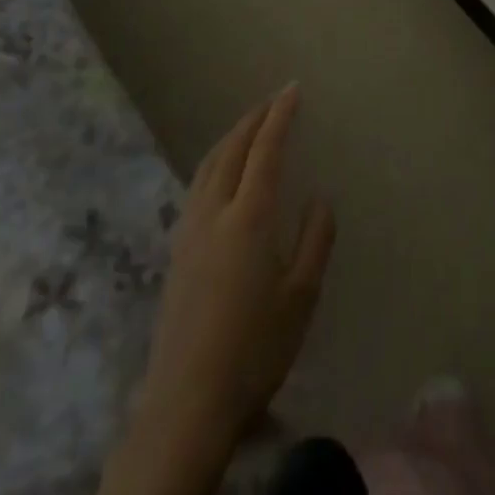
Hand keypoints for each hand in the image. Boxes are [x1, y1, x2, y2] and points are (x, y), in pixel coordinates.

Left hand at [137, 84, 336, 451]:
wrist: (186, 404)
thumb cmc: (254, 349)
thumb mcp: (301, 296)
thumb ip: (315, 240)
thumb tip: (319, 199)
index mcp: (249, 217)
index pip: (265, 149)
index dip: (279, 116)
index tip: (292, 89)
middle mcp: (214, 212)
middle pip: (231, 149)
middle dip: (253, 119)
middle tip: (273, 100)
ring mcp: (189, 232)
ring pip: (208, 166)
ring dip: (230, 138)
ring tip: (247, 127)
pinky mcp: (175, 253)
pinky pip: (196, 186)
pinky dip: (214, 162)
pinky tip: (219, 175)